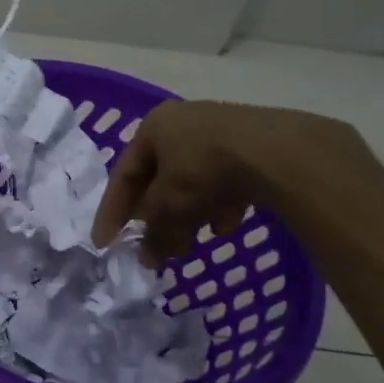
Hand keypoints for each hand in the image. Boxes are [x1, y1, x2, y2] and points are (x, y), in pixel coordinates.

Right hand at [91, 100, 376, 262]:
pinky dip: (218, 205)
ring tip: (192, 242)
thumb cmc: (204, 170)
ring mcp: (221, 131)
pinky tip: (227, 225)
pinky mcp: (254, 146)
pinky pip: (224, 180)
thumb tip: (147, 260)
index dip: (112, 212)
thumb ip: (153, 234)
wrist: (277, 153)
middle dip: (157, 217)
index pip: (123, 174)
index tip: (105, 243)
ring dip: (188, 214)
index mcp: (154, 127)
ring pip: (192, 181)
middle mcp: (184, 123)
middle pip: (160, 178)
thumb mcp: (168, 207)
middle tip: (155, 246)